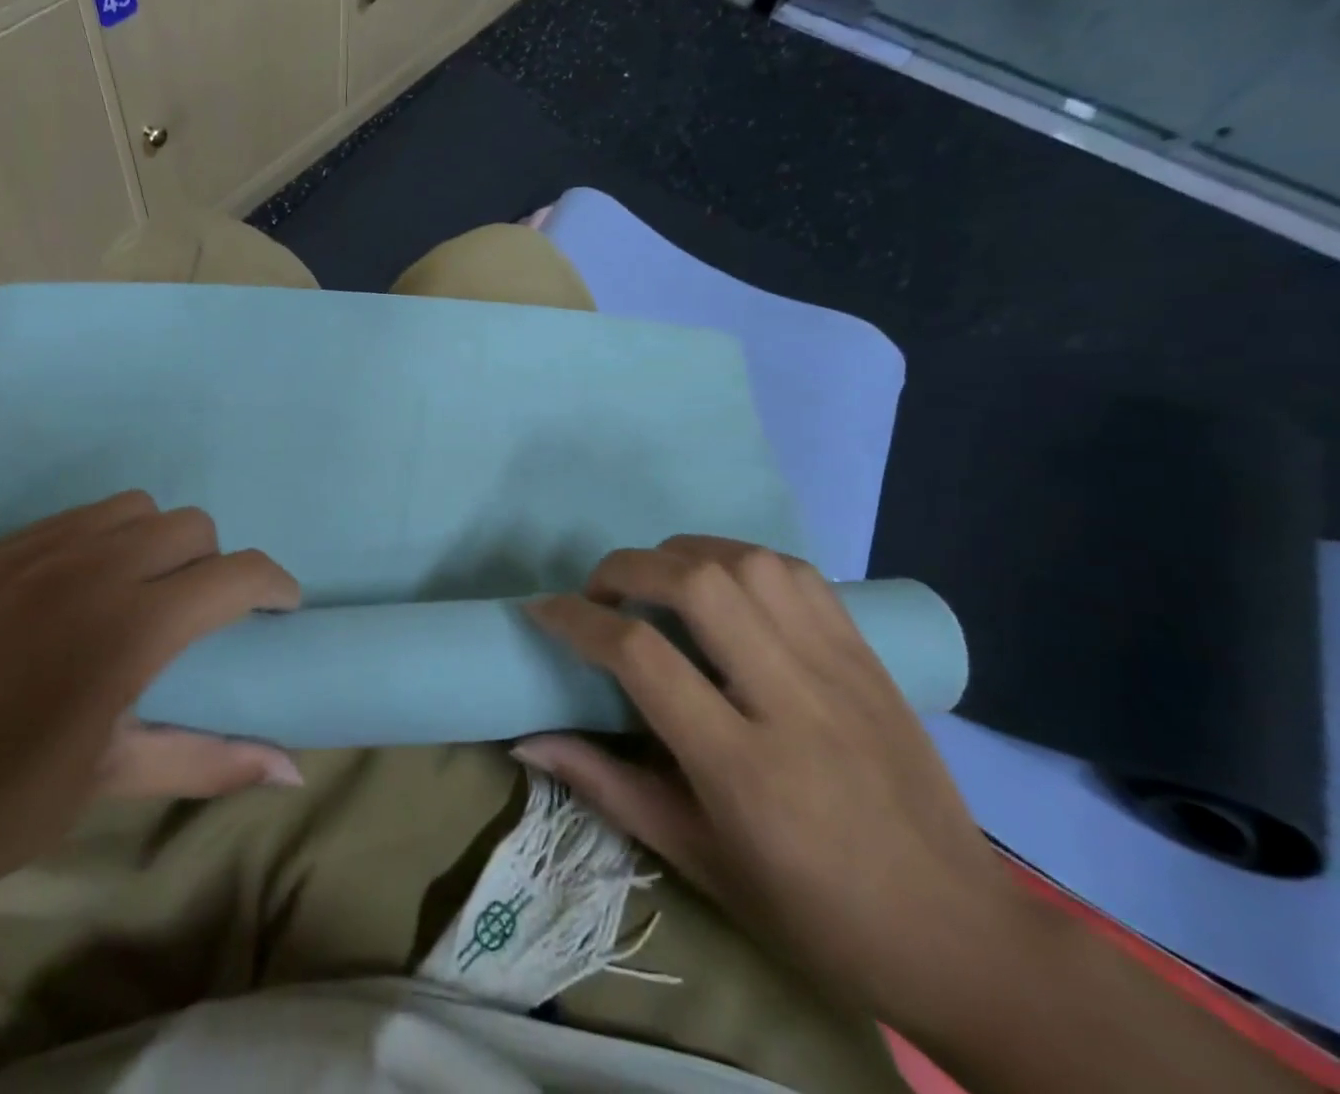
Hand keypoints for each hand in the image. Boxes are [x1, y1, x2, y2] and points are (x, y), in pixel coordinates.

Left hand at [0, 490, 301, 905]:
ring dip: (157, 543)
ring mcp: (37, 551)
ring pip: (135, 508)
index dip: (274, 585)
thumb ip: (211, 760)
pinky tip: (76, 592)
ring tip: (138, 595)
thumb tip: (295, 770)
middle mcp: (93, 569)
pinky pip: (77, 518)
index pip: (236, 574)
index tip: (279, 610)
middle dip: (212, 566)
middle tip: (195, 618)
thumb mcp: (113, 779)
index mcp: (131, 628)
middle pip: (191, 526)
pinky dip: (102, 540)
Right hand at [515, 536, 1027, 1032]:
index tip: (543, 610)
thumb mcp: (698, 861)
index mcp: (743, 767)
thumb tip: (526, 741)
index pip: (640, 656)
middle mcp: (792, 699)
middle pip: (697, 584)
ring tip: (656, 583)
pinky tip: (723, 586)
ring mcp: (838, 668)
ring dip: (683, 555)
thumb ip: (606, 787)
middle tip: (599, 593)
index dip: (576, 620)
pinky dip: (742, 560)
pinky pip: (797, 573)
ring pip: (748, 563)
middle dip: (626, 568)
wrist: (963, 936)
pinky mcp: (868, 655)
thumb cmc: (814, 915)